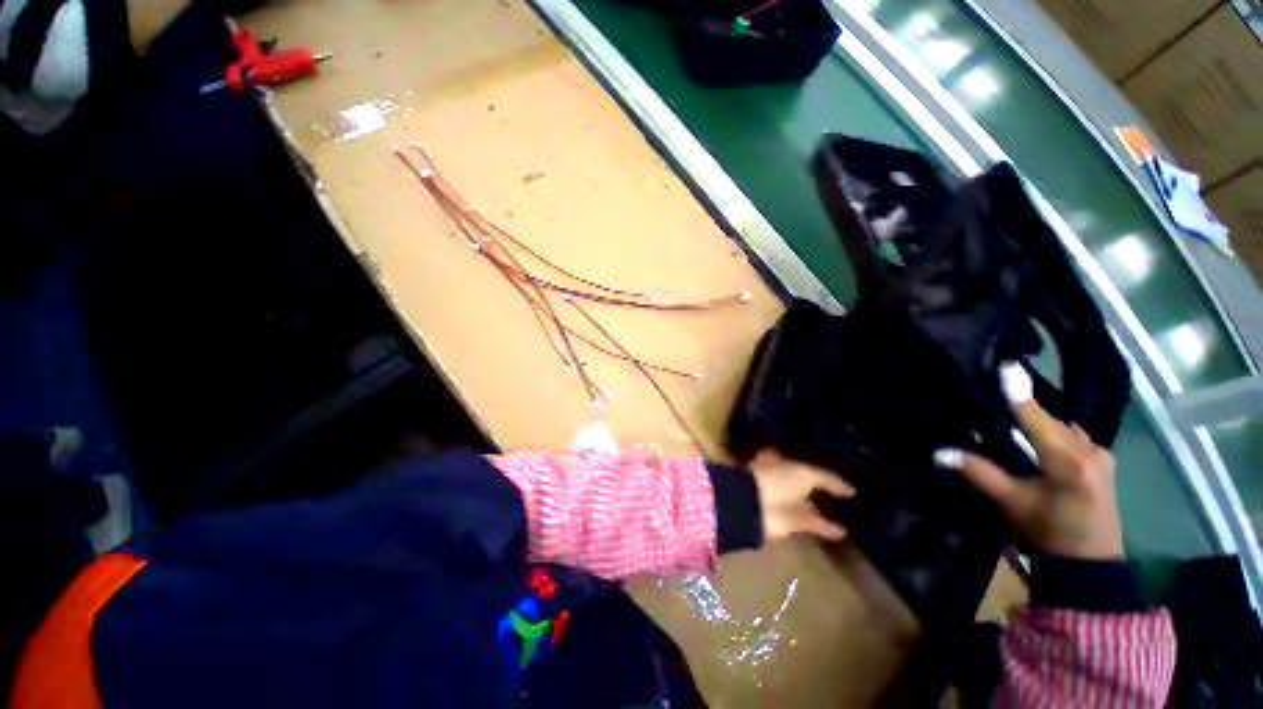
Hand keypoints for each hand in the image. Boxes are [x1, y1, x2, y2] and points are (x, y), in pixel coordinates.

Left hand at [748, 449, 854, 542]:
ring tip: (849, 511)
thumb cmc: (777, 479)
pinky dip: (826, 527)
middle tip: (845, 488)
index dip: (812, 458)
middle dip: (819, 485)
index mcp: (777, 459)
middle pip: (803, 481)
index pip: (796, 456)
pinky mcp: (790, 521)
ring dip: (824, 508)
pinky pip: (812, 523)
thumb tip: (851, 489)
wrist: (756, 508)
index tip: (832, 462)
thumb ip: (828, 479)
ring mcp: (784, 500)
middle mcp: (781, 478)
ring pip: (808, 503)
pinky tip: (843, 532)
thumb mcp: (806, 473)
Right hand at [934, 362, 1124, 559]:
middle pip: (1050, 419)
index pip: (1035, 416)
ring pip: (1064, 428)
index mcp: (1066, 459)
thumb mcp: (1010, 503)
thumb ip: (979, 473)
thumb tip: (939, 452)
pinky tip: (1043, 440)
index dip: (1017, 392)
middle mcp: (1089, 450)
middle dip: (1025, 411)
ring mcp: (1101, 456)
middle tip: (998, 404)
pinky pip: (1075, 438)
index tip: (1006, 365)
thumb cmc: (1047, 532)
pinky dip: (1056, 434)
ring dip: (1041, 423)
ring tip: (1017, 421)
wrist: (1090, 565)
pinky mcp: (1103, 464)